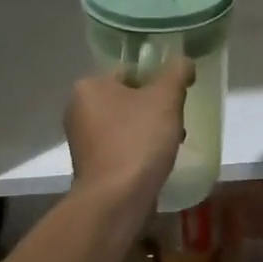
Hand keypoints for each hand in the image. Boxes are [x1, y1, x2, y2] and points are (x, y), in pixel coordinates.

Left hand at [65, 57, 194, 219]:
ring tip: (171, 144)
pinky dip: (139, 150)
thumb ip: (177, 73)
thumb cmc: (139, 141)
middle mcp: (78, 109)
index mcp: (89, 86)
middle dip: (155, 109)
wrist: (116, 199)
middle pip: (129, 98)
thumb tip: (183, 62)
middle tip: (176, 122)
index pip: (130, 71)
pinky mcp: (90, 165)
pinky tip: (156, 162)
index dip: (158, 81)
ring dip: (150, 130)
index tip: (177, 98)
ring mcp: (82, 140)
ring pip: (126, 124)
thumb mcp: (166, 99)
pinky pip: (121, 147)